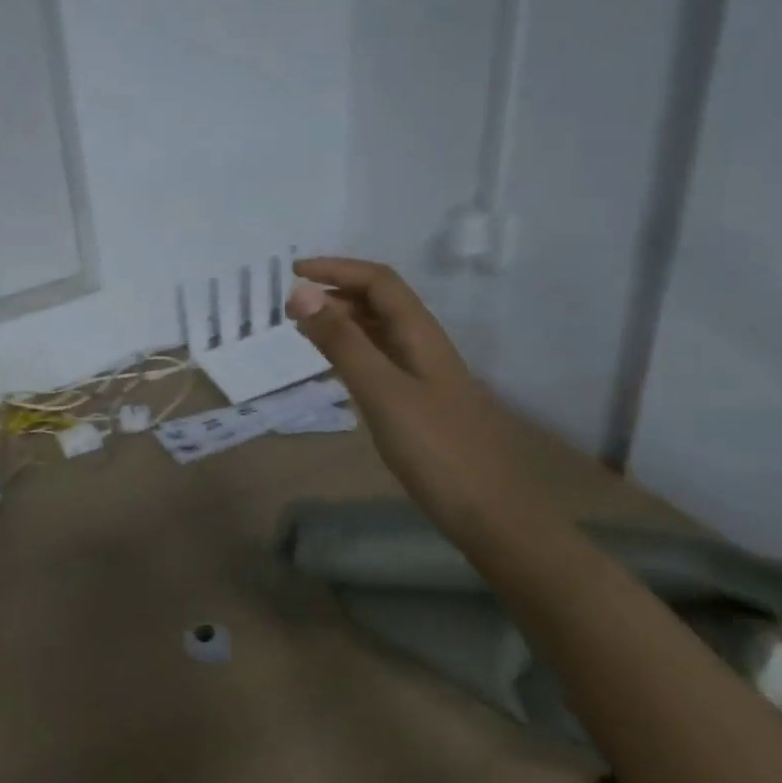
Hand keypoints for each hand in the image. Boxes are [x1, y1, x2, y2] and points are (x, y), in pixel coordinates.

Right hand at [285, 258, 541, 540]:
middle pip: (381, 302)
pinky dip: (351, 351)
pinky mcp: (418, 404)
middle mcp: (424, 347)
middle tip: (291, 307)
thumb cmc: (436, 449)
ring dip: (342, 320)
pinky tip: (335, 367)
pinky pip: (380, 360)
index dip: (337, 269)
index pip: (379, 282)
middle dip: (336, 292)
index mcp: (421, 335)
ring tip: (304, 329)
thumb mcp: (382, 391)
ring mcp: (423, 377)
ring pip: (380, 331)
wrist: (490, 513)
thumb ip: (342, 343)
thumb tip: (301, 293)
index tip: (293, 272)